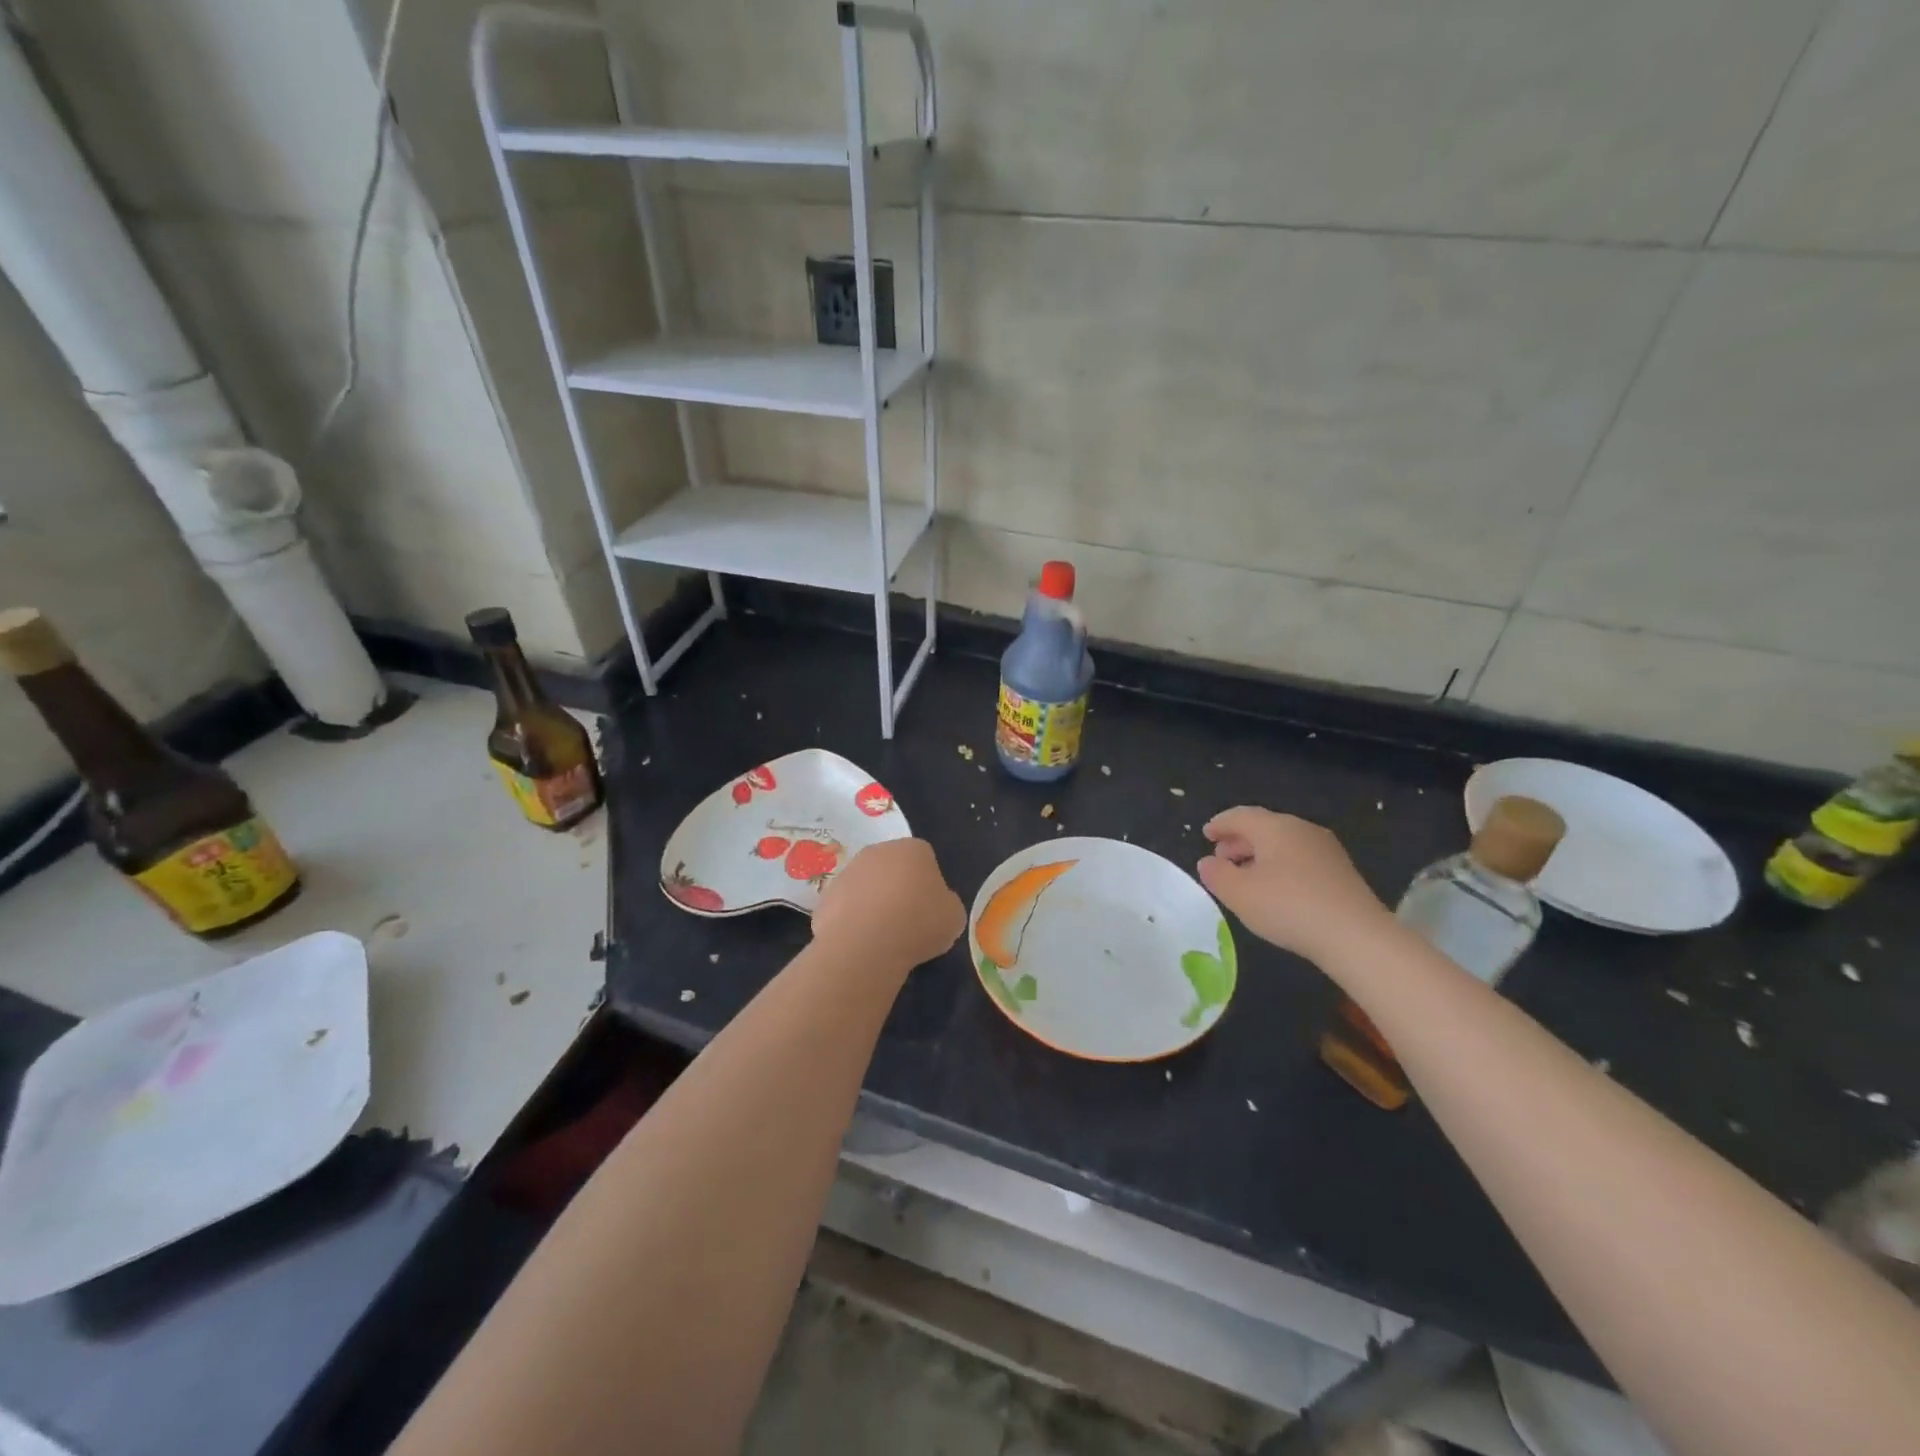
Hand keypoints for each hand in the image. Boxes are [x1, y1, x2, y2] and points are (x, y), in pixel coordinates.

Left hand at [812, 838, 964, 972]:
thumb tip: (935, 905)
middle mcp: (879, 851)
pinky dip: (852, 920)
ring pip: (867, 885)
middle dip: (898, 888)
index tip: (929, 909)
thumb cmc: (918, 923)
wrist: (865, 943)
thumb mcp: (953, 917)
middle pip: (892, 868)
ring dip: (873, 903)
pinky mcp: (826, 895)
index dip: (928, 885)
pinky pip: (846, 906)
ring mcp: (848, 871)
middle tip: (906, 920)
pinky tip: (860, 941)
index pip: (925, 859)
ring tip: (881, 936)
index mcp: (914, 849)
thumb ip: (946, 903)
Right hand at [1196, 807, 1390, 964]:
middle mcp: (1301, 830)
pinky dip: (1281, 866)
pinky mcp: (1341, 872)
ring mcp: (1326, 849)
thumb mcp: (1239, 894)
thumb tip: (1208, 862)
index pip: (1240, 815)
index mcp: (1274, 827)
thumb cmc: (1288, 907)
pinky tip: (1277, 890)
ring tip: (1246, 876)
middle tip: (1222, 857)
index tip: (1206, 834)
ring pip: (1284, 843)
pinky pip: (1301, 859)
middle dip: (1239, 840)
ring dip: (1260, 855)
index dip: (1220, 824)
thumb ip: (1217, 875)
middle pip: (1264, 827)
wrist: (1356, 936)